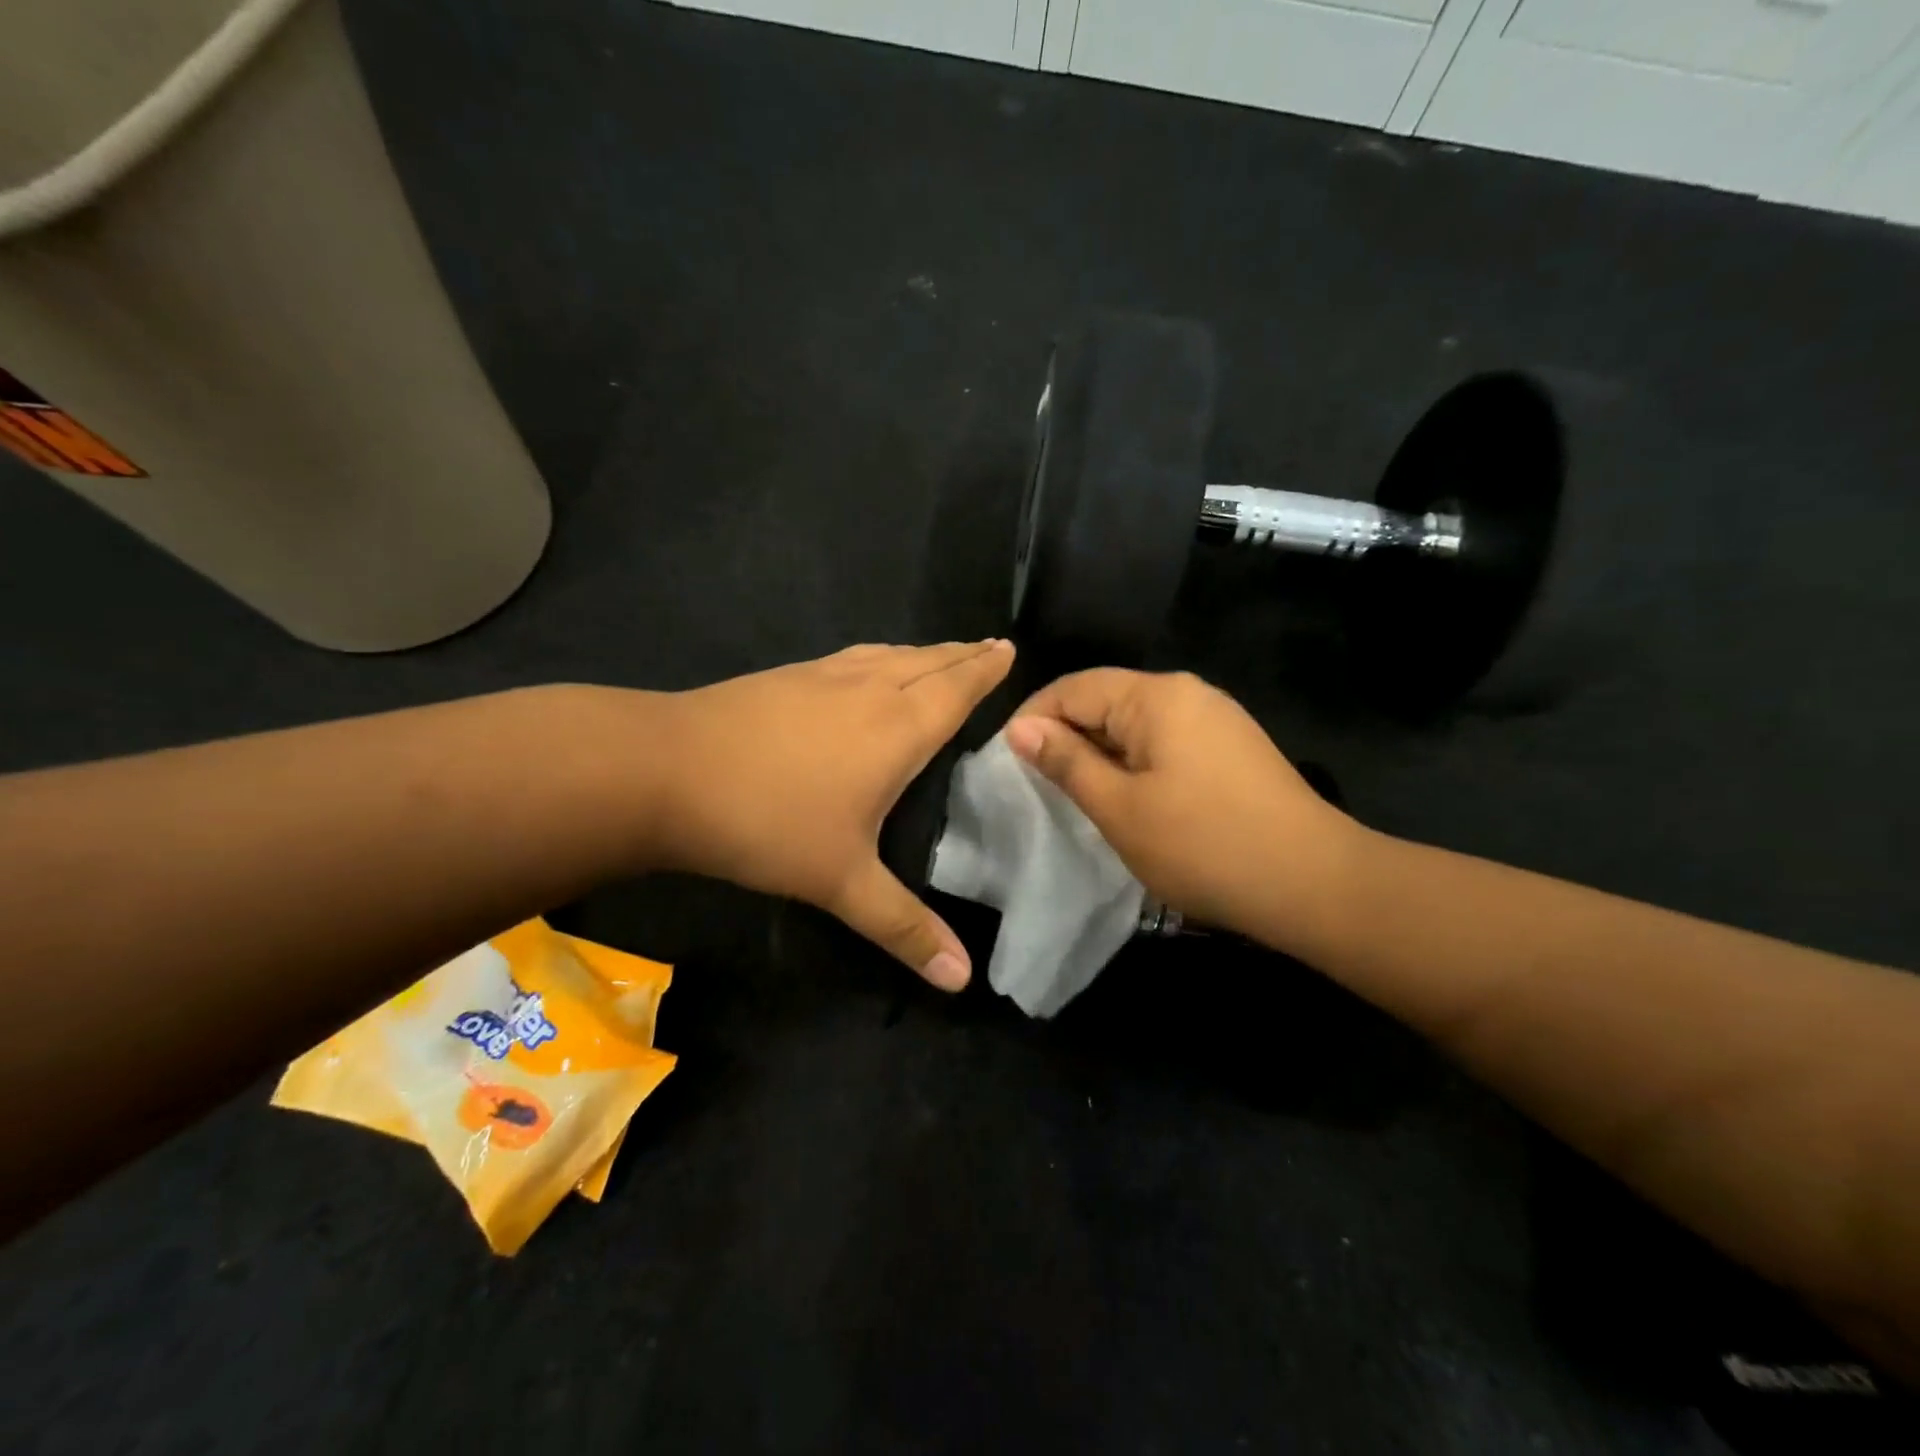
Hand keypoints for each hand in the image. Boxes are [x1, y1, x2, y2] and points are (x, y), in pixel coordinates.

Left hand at [649, 641, 1013, 988]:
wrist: (665, 770)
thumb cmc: (768, 823)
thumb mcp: (842, 883)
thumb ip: (904, 928)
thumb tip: (963, 980)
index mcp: (897, 728)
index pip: (957, 689)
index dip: (986, 670)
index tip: (1008, 649)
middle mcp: (868, 690)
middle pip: (929, 662)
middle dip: (963, 654)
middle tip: (989, 647)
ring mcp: (822, 677)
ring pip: (889, 654)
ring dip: (923, 652)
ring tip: (940, 655)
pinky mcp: (785, 677)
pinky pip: (852, 658)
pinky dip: (879, 657)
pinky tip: (866, 668)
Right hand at [1003, 670, 1359, 947]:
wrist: (1314, 884)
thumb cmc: (1203, 845)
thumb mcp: (1119, 807)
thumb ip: (1066, 762)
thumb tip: (1021, 728)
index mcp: (1156, 696)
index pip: (1073, 688)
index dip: (1033, 718)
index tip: (1007, 761)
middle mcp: (1187, 693)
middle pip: (1105, 700)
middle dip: (1066, 736)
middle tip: (1036, 785)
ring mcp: (1215, 719)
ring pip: (1135, 724)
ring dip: (1099, 753)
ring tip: (1075, 795)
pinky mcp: (1231, 748)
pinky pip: (1165, 742)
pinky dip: (1134, 764)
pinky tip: (1128, 799)